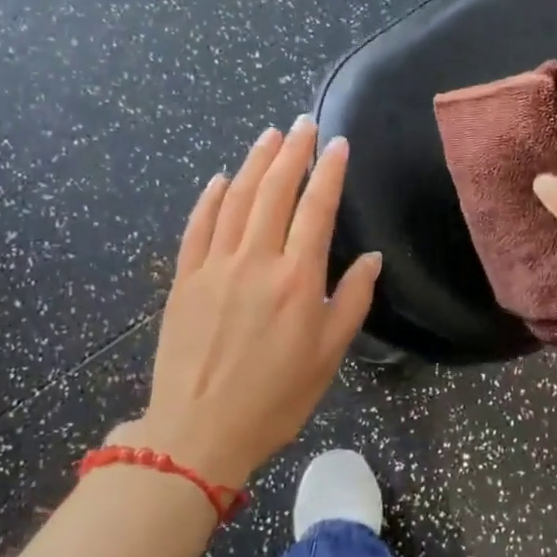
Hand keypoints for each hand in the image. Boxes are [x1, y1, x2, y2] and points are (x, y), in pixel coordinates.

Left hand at [108, 118, 380, 487]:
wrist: (199, 432)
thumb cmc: (276, 397)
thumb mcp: (329, 354)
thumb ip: (352, 300)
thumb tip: (372, 258)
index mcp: (297, 278)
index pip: (316, 209)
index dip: (329, 171)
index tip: (338, 143)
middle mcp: (255, 261)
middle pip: (274, 192)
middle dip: (292, 152)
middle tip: (304, 124)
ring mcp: (214, 266)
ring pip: (235, 200)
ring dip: (253, 163)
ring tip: (269, 136)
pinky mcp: (184, 279)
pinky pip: (197, 227)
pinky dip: (209, 198)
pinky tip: (219, 179)